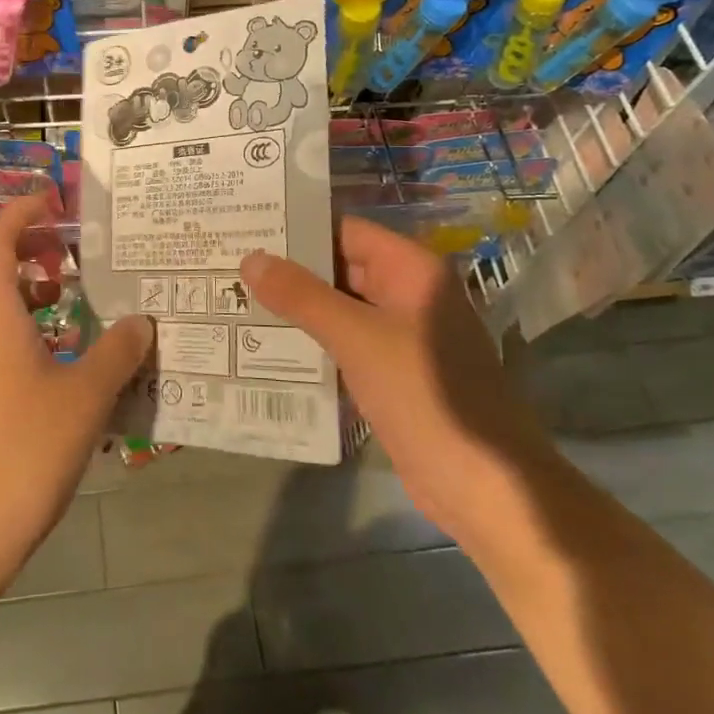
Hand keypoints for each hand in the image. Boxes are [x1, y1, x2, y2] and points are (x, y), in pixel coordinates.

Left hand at [0, 195, 152, 598]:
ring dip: (17, 285)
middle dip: (18, 244)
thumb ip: (117, 353)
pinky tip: (56, 353)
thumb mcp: (85, 398)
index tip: (54, 199)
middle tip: (63, 249)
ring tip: (65, 295)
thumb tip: (143, 321)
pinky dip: (16, 324)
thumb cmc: (22, 451)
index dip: (21, 212)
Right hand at [240, 216, 555, 534]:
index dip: (298, 228)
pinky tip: (264, 346)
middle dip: (289, 270)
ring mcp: (400, 336)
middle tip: (229, 266)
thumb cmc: (425, 395)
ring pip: (338, 308)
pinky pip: (344, 344)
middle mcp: (407, 294)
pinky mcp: (391, 373)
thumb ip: (302, 296)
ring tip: (234, 299)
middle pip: (340, 268)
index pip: (345, 231)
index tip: (247, 227)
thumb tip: (251, 258)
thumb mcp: (358, 338)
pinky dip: (311, 342)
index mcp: (411, 271)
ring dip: (295, 309)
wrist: (484, 486)